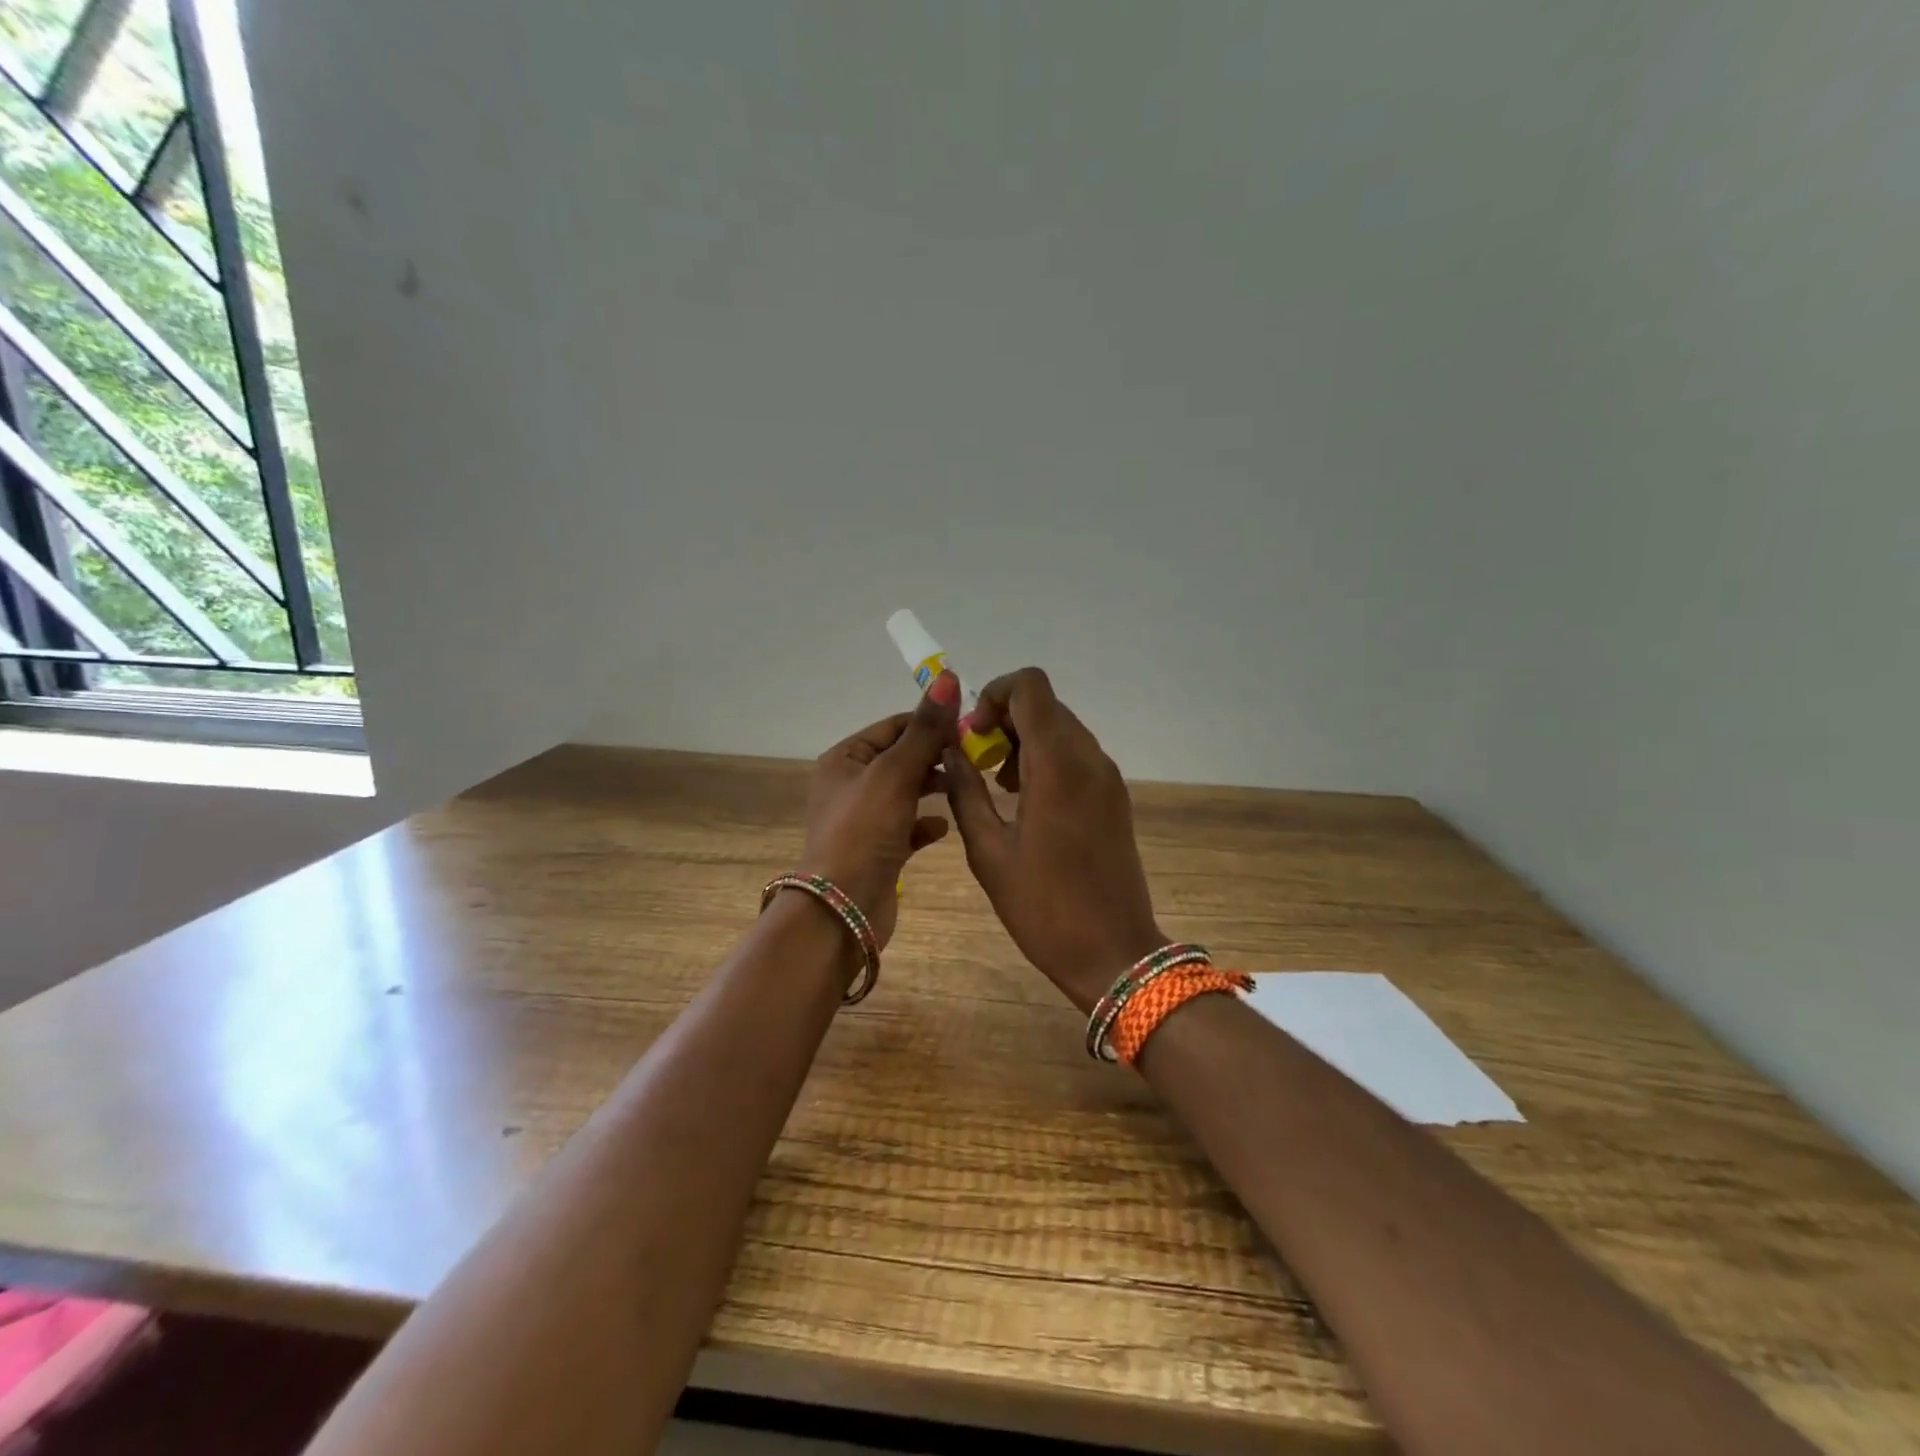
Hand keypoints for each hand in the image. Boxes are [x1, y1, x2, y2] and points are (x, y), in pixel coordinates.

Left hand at [798, 671, 959, 950]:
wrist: (842, 910)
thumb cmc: (863, 831)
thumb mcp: (895, 773)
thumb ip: (924, 729)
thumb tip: (947, 677)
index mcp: (845, 759)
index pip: (893, 726)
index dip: (930, 723)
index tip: (970, 727)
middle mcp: (850, 785)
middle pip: (901, 758)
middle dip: (935, 756)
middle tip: (976, 757)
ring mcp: (864, 820)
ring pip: (906, 792)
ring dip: (933, 788)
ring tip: (966, 786)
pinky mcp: (878, 850)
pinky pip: (907, 827)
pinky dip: (926, 824)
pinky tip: (945, 827)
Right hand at [942, 667, 1164, 1011]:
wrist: (1114, 953)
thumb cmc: (1043, 907)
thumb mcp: (989, 852)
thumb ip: (965, 792)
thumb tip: (951, 751)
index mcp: (1058, 765)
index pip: (1030, 686)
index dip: (994, 694)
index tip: (974, 736)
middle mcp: (1089, 758)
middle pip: (1045, 705)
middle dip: (1005, 719)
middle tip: (977, 763)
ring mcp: (1107, 777)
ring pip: (1062, 728)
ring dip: (1025, 741)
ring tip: (997, 786)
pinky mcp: (1114, 796)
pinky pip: (1077, 755)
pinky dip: (1046, 760)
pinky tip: (1025, 801)